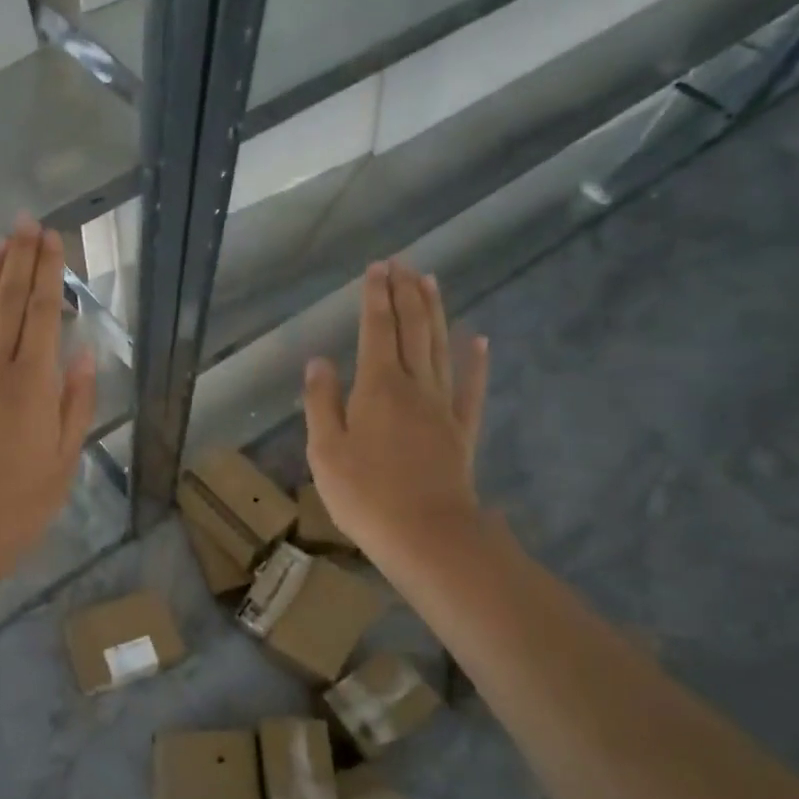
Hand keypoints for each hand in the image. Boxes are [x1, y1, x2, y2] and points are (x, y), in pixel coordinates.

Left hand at [0, 218, 97, 565]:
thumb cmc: (18, 505)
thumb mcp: (64, 460)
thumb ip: (75, 403)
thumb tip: (84, 354)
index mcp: (35, 384)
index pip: (45, 315)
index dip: (49, 273)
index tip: (52, 238)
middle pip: (12, 305)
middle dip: (21, 260)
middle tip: (27, 223)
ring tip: (0, 242)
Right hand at [303, 260, 489, 562]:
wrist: (426, 534)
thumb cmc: (364, 494)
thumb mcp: (325, 450)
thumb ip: (321, 402)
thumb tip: (318, 361)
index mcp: (377, 387)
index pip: (377, 330)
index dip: (376, 298)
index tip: (376, 268)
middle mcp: (414, 386)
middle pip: (413, 330)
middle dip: (406, 294)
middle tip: (402, 264)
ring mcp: (443, 407)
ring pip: (441, 348)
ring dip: (436, 313)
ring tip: (431, 282)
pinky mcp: (461, 430)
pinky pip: (471, 388)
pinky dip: (476, 361)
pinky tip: (480, 340)